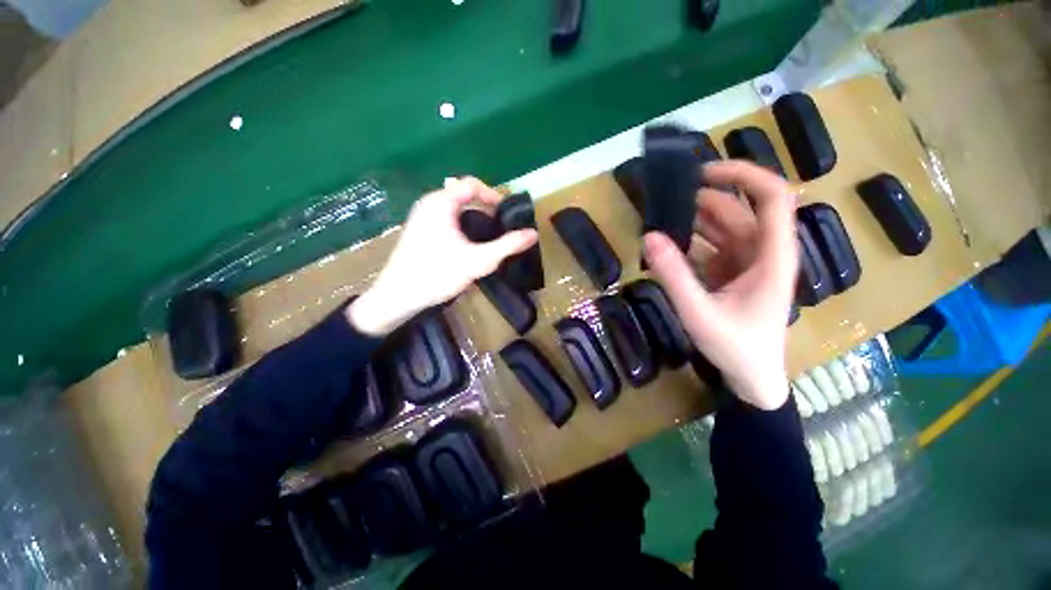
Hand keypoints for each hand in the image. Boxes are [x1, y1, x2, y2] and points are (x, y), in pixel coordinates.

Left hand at [348, 177, 537, 335]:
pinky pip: (445, 219)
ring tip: (487, 238)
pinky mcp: (418, 231)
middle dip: (485, 208)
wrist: (398, 296)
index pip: (472, 184)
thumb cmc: (437, 273)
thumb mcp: (478, 260)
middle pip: (463, 195)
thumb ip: (507, 246)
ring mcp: (421, 217)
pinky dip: (461, 226)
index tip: (506, 214)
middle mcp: (429, 204)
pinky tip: (467, 247)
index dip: (493, 195)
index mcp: (441, 203)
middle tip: (500, 228)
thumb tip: (533, 234)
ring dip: (473, 219)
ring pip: (454, 209)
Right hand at [644, 161, 797, 409]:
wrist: (751, 377)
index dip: (743, 175)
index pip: (772, 197)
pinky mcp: (733, 272)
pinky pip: (712, 246)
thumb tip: (649, 237)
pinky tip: (667, 245)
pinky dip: (690, 241)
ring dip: (693, 220)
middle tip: (664, 200)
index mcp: (772, 256)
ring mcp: (747, 261)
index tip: (702, 173)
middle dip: (704, 199)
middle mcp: (763, 251)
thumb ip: (673, 275)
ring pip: (723, 227)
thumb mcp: (699, 312)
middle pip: (738, 209)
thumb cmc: (735, 347)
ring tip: (659, 220)